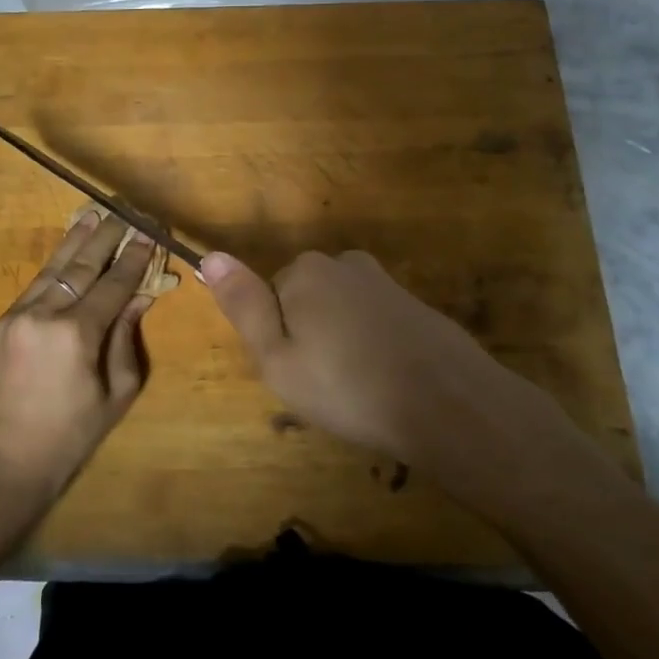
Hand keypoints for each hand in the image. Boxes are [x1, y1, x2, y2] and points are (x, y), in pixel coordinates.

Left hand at [0, 211, 157, 499]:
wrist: (1, 463)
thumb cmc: (70, 435)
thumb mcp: (115, 394)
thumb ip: (126, 339)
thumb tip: (138, 297)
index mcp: (77, 334)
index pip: (114, 283)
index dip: (134, 257)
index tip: (149, 232)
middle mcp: (44, 314)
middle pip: (82, 265)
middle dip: (106, 235)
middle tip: (124, 211)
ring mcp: (15, 316)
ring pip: (53, 268)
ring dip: (75, 240)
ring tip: (93, 214)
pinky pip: (34, 288)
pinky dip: (54, 267)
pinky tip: (65, 254)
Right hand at [202, 249, 554, 471]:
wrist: (448, 403)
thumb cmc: (348, 386)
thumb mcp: (277, 357)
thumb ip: (243, 304)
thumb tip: (210, 255)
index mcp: (305, 271)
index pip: (270, 300)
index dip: (279, 341)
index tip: (299, 374)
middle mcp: (343, 263)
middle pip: (306, 300)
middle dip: (309, 337)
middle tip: (325, 386)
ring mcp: (383, 281)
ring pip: (340, 312)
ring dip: (341, 343)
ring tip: (357, 389)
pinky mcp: (413, 303)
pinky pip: (373, 322)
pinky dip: (372, 346)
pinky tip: (386, 380)